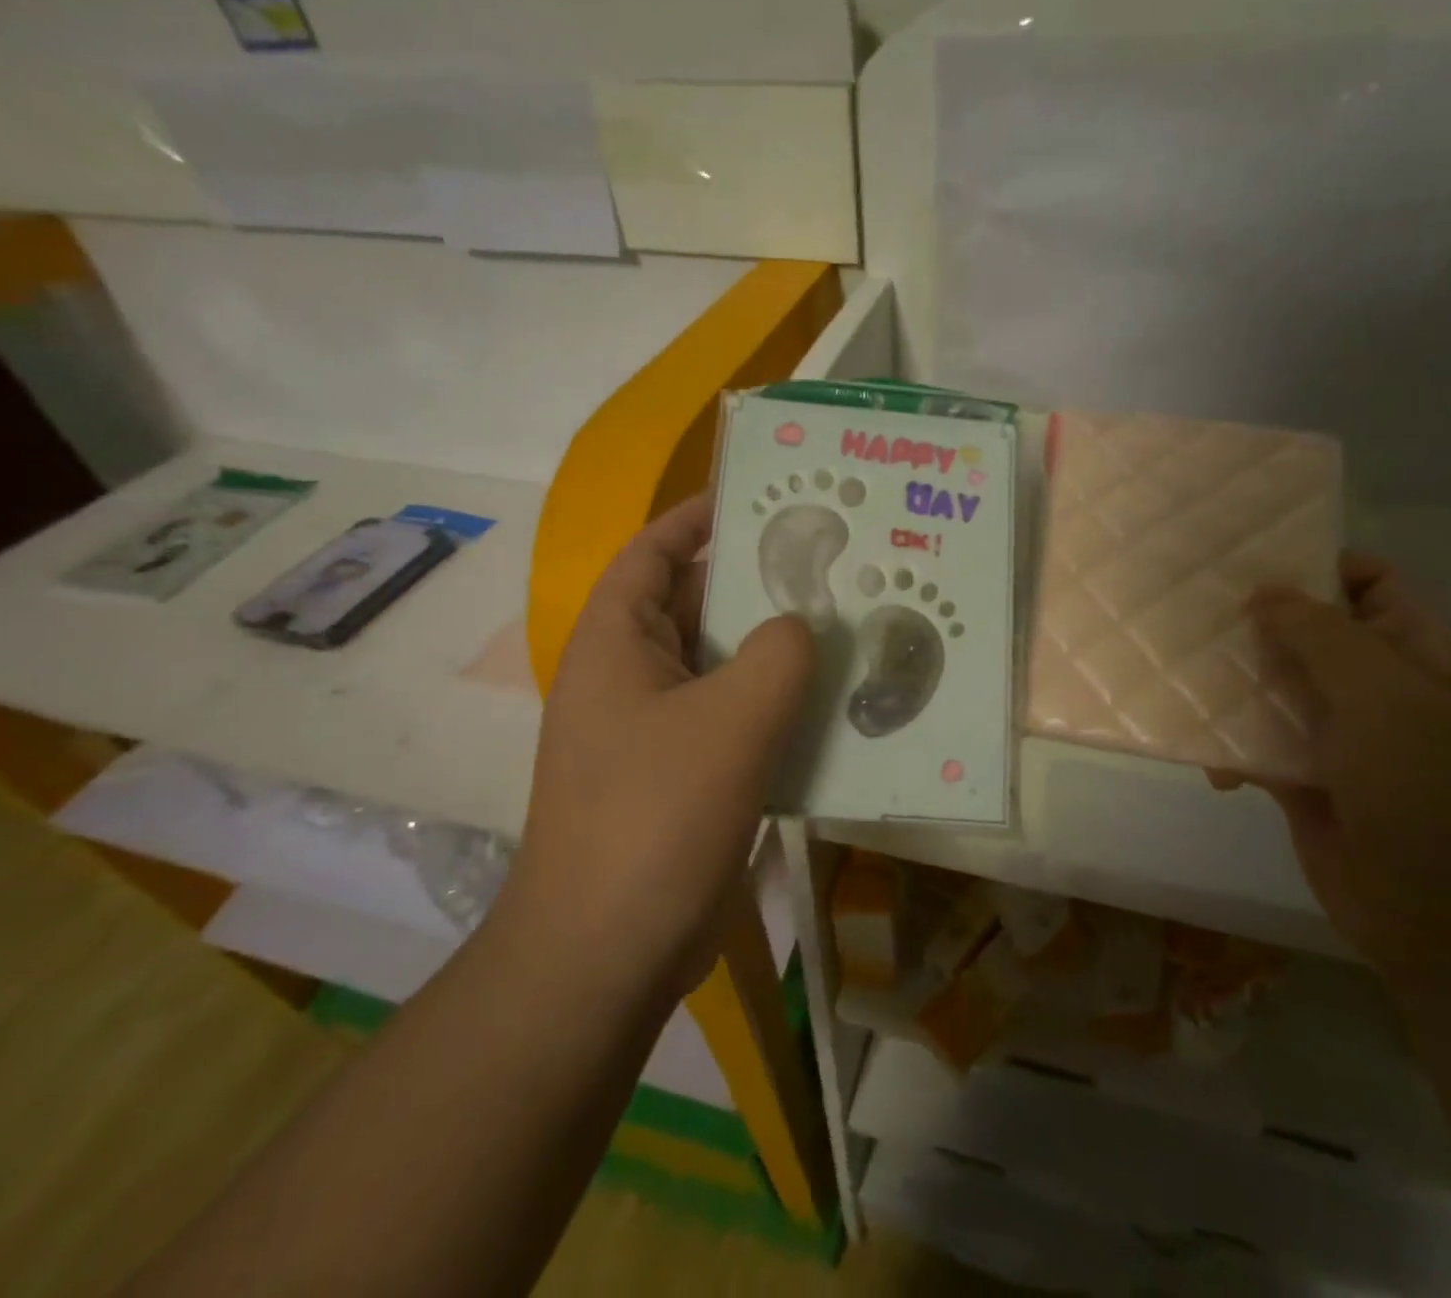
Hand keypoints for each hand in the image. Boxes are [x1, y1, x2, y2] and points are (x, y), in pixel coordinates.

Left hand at [508, 495, 813, 994]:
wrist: (605, 955)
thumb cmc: (654, 818)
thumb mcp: (730, 721)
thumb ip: (778, 654)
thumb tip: (801, 627)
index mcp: (616, 641)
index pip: (654, 551)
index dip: (700, 516)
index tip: (761, 495)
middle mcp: (629, 675)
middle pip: (696, 605)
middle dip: (757, 583)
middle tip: (830, 562)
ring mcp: (653, 729)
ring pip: (721, 666)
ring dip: (774, 650)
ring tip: (844, 625)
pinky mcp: (680, 775)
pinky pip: (732, 719)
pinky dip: (774, 706)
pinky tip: (829, 707)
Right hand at [1220, 554, 1450, 980]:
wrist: (1450, 925)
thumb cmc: (1433, 794)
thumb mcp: (1386, 698)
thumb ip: (1322, 635)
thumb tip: (1263, 591)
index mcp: (1414, 655)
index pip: (1369, 583)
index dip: (1317, 564)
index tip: (1247, 560)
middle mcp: (1375, 688)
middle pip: (1308, 633)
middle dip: (1255, 622)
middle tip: (1189, 608)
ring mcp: (1337, 736)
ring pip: (1273, 688)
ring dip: (1231, 682)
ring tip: (1178, 670)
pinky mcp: (1301, 779)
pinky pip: (1254, 744)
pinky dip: (1227, 743)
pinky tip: (1205, 756)